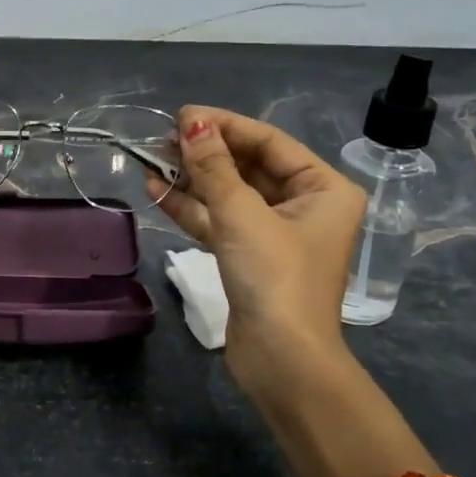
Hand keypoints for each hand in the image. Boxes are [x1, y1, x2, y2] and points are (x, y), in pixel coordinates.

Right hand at [150, 106, 366, 390]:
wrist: (282, 362)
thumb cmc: (275, 278)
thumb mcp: (242, 214)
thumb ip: (214, 167)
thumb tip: (191, 122)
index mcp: (324, 188)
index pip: (269, 142)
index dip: (224, 126)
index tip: (182, 114)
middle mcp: (305, 205)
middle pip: (248, 166)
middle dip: (204, 153)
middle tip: (161, 139)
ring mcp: (276, 232)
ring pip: (229, 194)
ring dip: (192, 179)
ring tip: (151, 161)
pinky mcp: (250, 256)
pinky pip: (220, 220)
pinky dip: (191, 207)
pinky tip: (157, 191)